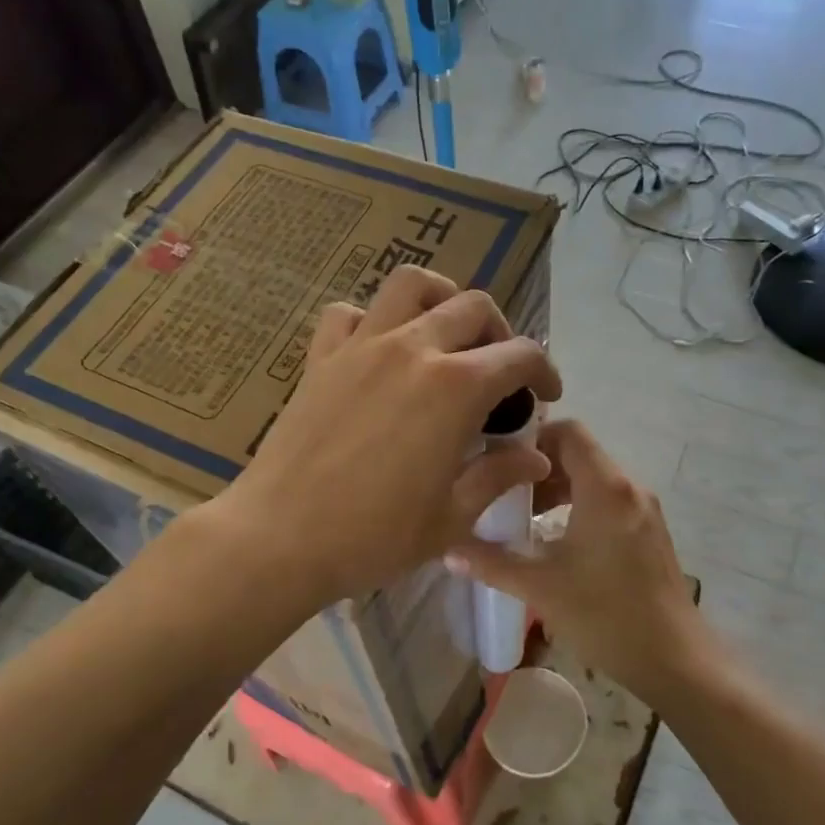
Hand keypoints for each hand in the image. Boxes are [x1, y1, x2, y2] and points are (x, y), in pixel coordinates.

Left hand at [215, 266, 561, 606]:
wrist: (280, 539)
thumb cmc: (374, 536)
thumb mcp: (452, 517)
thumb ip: (498, 476)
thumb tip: (535, 457)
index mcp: (456, 388)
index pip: (519, 354)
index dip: (543, 371)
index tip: (545, 396)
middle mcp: (412, 349)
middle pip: (473, 307)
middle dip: (500, 333)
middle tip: (498, 372)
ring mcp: (361, 346)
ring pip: (410, 285)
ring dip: (440, 299)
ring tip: (445, 335)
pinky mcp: (320, 358)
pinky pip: (347, 313)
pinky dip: (370, 319)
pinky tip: (377, 351)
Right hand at [447, 420, 708, 703]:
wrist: (675, 660)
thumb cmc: (605, 616)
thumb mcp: (541, 588)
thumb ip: (492, 564)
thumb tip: (448, 551)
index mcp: (605, 489)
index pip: (569, 432)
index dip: (533, 438)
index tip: (500, 461)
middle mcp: (629, 488)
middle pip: (580, 454)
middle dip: (539, 468)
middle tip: (503, 493)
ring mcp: (644, 510)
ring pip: (594, 479)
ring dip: (558, 489)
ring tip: (524, 518)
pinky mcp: (650, 532)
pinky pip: (609, 500)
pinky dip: (580, 506)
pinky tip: (557, 540)